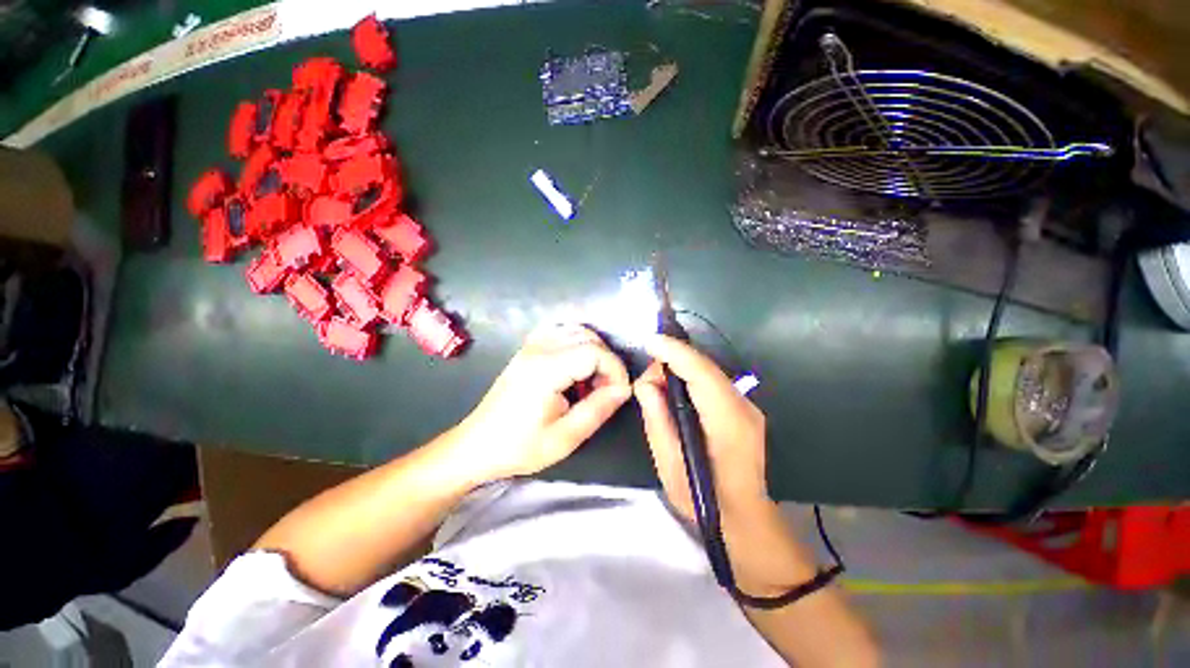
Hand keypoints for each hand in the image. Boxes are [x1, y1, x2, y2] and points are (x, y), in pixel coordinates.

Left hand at [456, 323, 631, 482]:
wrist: (477, 447)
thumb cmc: (520, 448)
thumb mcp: (565, 438)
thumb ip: (598, 409)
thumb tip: (624, 389)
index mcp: (546, 370)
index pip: (595, 351)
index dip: (615, 370)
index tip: (619, 394)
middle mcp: (536, 350)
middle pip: (586, 335)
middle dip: (606, 361)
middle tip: (606, 392)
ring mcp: (527, 349)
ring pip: (572, 330)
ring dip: (591, 351)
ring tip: (591, 383)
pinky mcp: (523, 354)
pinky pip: (556, 334)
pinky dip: (573, 345)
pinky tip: (574, 372)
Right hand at [635, 335, 816, 594]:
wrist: (744, 520)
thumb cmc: (705, 501)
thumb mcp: (672, 468)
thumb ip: (659, 423)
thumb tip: (646, 385)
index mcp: (728, 423)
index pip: (701, 374)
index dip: (676, 353)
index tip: (650, 340)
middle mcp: (745, 409)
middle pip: (709, 370)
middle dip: (677, 360)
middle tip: (646, 372)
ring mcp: (750, 411)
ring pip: (715, 376)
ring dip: (686, 370)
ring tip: (657, 381)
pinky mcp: (748, 416)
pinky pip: (719, 388)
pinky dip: (697, 382)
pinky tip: (678, 392)